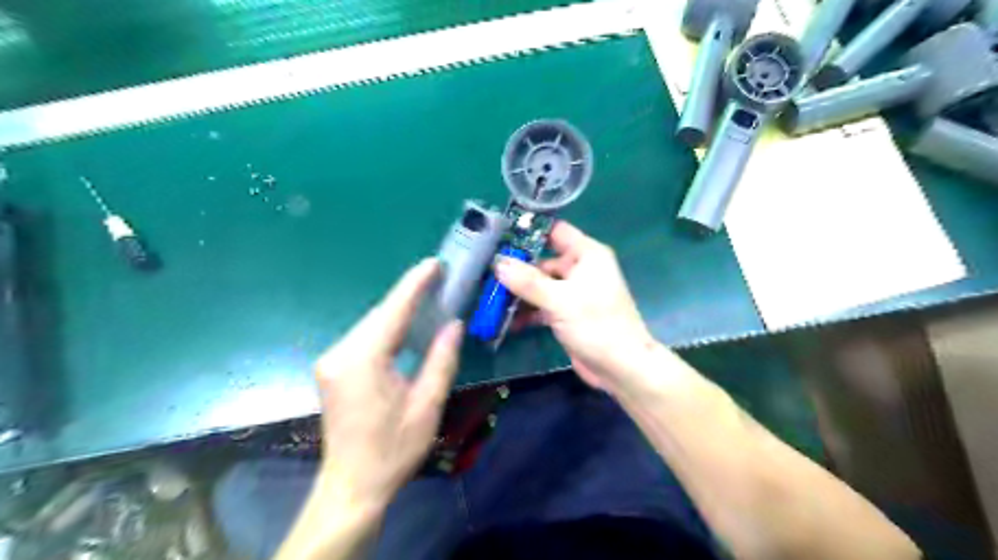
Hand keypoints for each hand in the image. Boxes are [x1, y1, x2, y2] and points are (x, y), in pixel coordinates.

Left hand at [315, 258, 462, 510]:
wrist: (351, 486)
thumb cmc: (393, 449)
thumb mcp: (427, 405)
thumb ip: (441, 359)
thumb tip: (453, 323)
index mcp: (363, 360)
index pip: (393, 311)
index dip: (415, 284)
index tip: (434, 263)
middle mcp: (340, 353)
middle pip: (379, 314)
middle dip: (408, 295)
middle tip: (438, 279)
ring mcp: (331, 360)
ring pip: (371, 323)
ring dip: (398, 311)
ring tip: (428, 296)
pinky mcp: (332, 368)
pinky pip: (364, 337)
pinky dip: (387, 327)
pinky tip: (406, 325)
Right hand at [497, 222, 656, 391]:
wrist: (621, 368)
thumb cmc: (597, 325)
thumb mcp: (560, 300)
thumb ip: (527, 281)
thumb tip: (498, 263)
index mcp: (586, 255)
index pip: (554, 231)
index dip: (528, 230)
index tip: (498, 235)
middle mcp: (579, 268)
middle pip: (541, 261)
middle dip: (515, 269)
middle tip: (485, 274)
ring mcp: (572, 292)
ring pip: (539, 285)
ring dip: (517, 293)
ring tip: (489, 300)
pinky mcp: (566, 313)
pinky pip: (541, 305)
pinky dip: (526, 311)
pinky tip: (504, 321)